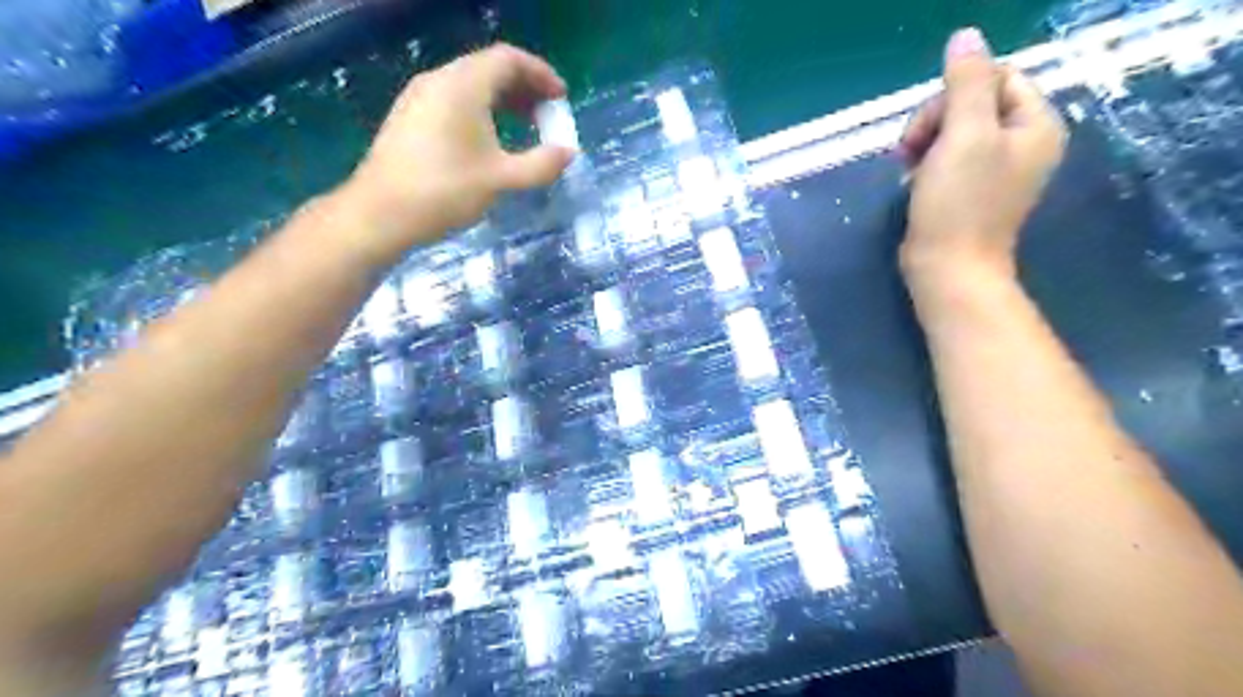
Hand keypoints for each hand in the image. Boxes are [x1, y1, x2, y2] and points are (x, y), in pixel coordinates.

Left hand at [334, 44, 577, 262]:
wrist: (380, 213)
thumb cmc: (445, 191)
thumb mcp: (502, 179)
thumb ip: (541, 165)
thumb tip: (568, 153)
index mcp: (463, 85)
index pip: (509, 59)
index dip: (541, 74)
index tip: (561, 99)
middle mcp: (439, 80)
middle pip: (489, 69)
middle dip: (525, 89)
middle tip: (547, 116)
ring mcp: (419, 97)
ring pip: (470, 85)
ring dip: (503, 102)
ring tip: (524, 129)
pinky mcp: (408, 117)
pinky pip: (453, 100)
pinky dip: (480, 111)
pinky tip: (489, 141)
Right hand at [899, 28, 1062, 283]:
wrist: (947, 268)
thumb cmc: (958, 204)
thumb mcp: (963, 135)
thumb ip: (966, 83)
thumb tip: (966, 35)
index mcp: (1035, 124)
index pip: (995, 77)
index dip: (953, 95)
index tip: (928, 129)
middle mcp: (1023, 142)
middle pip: (973, 102)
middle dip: (935, 121)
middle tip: (908, 151)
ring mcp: (996, 169)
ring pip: (955, 130)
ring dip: (925, 142)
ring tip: (908, 169)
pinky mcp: (971, 190)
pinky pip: (948, 157)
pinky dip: (926, 164)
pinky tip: (913, 182)